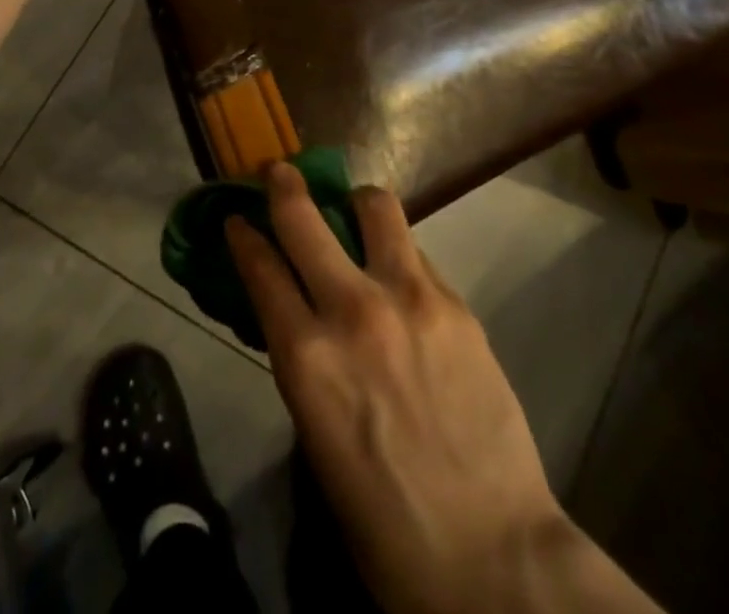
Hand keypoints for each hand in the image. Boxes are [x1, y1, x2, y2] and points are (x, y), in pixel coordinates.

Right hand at [228, 164, 658, 613]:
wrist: (491, 556)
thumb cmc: (385, 520)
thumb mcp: (318, 437)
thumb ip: (306, 362)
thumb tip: (300, 315)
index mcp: (306, 357)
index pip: (260, 269)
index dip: (243, 236)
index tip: (237, 218)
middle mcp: (352, 310)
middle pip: (303, 218)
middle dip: (283, 186)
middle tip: (279, 172)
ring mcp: (409, 298)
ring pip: (374, 206)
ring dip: (355, 201)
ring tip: (356, 211)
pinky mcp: (454, 302)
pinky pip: (416, 252)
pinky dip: (398, 252)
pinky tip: (402, 277)